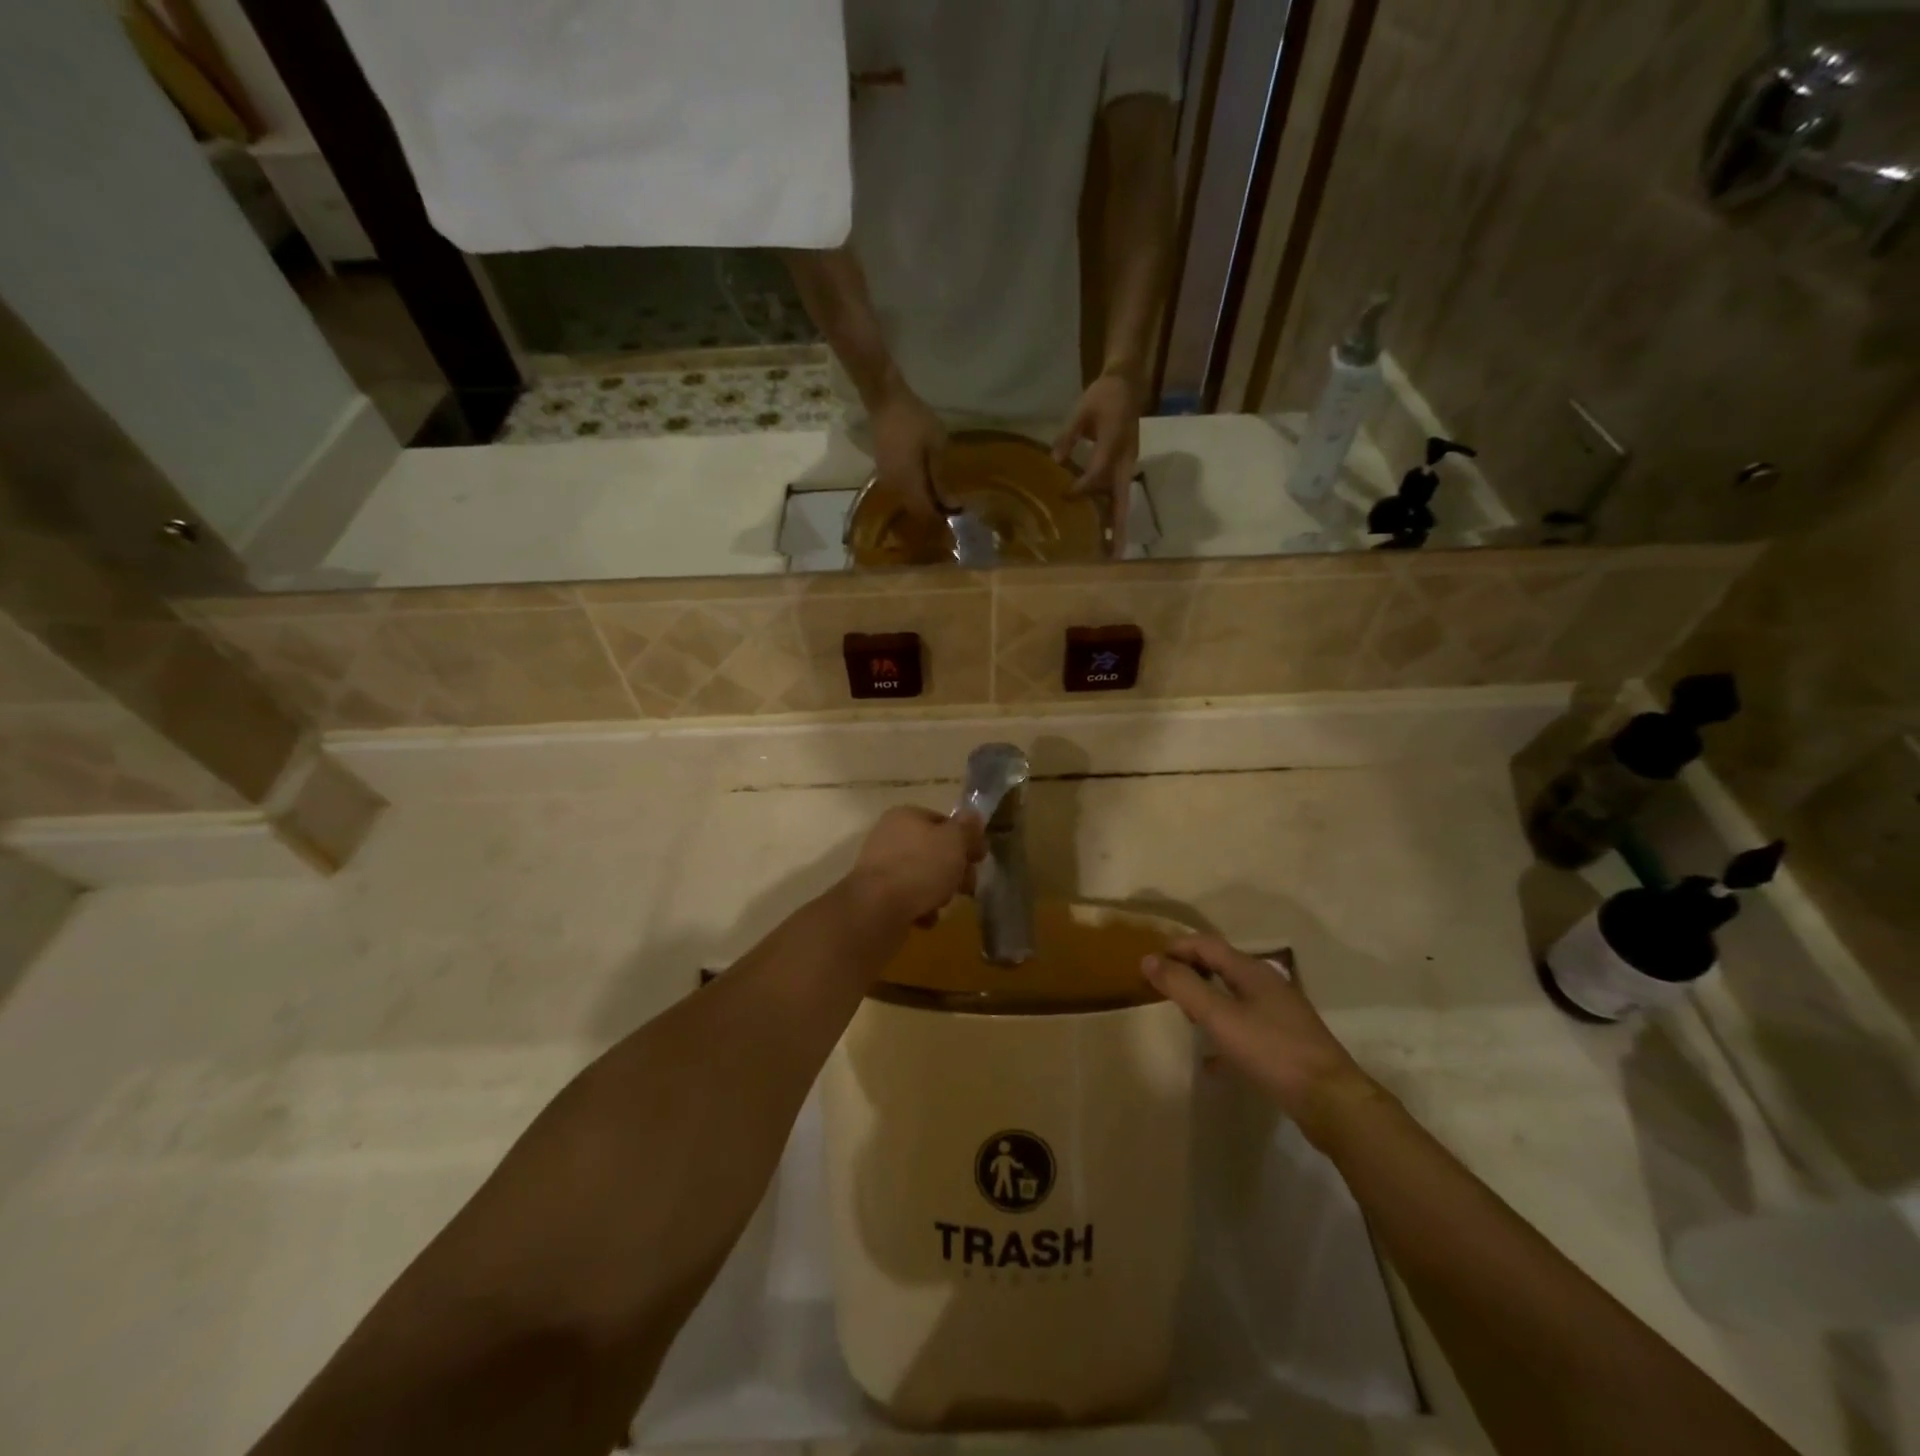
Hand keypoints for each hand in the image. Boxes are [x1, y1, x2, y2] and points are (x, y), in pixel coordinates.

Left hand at [846, 807, 985, 928]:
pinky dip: (921, 908)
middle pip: (934, 850)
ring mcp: (881, 866)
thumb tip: (973, 816)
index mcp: (906, 816)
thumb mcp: (954, 842)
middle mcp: (889, 836)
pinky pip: (908, 898)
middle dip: (954, 870)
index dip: (965, 839)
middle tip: (967, 887)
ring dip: (939, 891)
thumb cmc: (920, 867)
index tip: (980, 859)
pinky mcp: (877, 895)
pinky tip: (926, 918)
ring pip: (923, 876)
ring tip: (942, 903)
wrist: (877, 909)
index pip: (943, 822)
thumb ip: (967, 828)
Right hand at [869, 380, 947, 527]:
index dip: (939, 519)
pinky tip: (926, 482)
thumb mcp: (937, 446)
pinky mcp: (883, 470)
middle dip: (931, 513)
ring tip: (940, 495)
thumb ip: (941, 477)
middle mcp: (895, 488)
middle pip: (914, 511)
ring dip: (922, 502)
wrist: (885, 400)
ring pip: (906, 501)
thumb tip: (949, 503)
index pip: (924, 513)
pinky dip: (914, 491)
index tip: (956, 515)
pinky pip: (900, 490)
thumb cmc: (914, 421)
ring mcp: (886, 479)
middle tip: (950, 507)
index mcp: (908, 484)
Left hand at [1054, 370, 1142, 558]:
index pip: (1098, 473)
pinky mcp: (1124, 467)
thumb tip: (1055, 460)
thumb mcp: (1081, 410)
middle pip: (1122, 501)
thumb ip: (1068, 435)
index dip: (1083, 487)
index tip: (1066, 494)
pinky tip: (1102, 528)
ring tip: (1111, 551)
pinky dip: (1111, 512)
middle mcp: (1126, 461)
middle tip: (1114, 555)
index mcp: (1115, 444)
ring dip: (1117, 526)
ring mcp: (1127, 466)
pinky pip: (1117, 493)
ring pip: (1121, 501)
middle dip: (1118, 528)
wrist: (1128, 382)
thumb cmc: (1103, 394)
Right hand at [1142, 935, 1381, 1144]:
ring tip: (1184, 1017)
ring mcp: (1280, 1013)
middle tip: (1163, 987)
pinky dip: (1224, 1032)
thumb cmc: (1272, 1051)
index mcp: (1251, 971)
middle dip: (1190, 970)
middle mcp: (1267, 984)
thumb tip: (1148, 959)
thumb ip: (1184, 986)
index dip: (1176, 947)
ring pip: (1233, 996)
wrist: (1331, 1101)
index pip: (1206, 944)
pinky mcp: (1286, 1041)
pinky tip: (1211, 1059)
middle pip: (1221, 966)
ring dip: (1206, 999)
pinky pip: (1245, 1026)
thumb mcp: (1220, 1017)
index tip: (1148, 962)